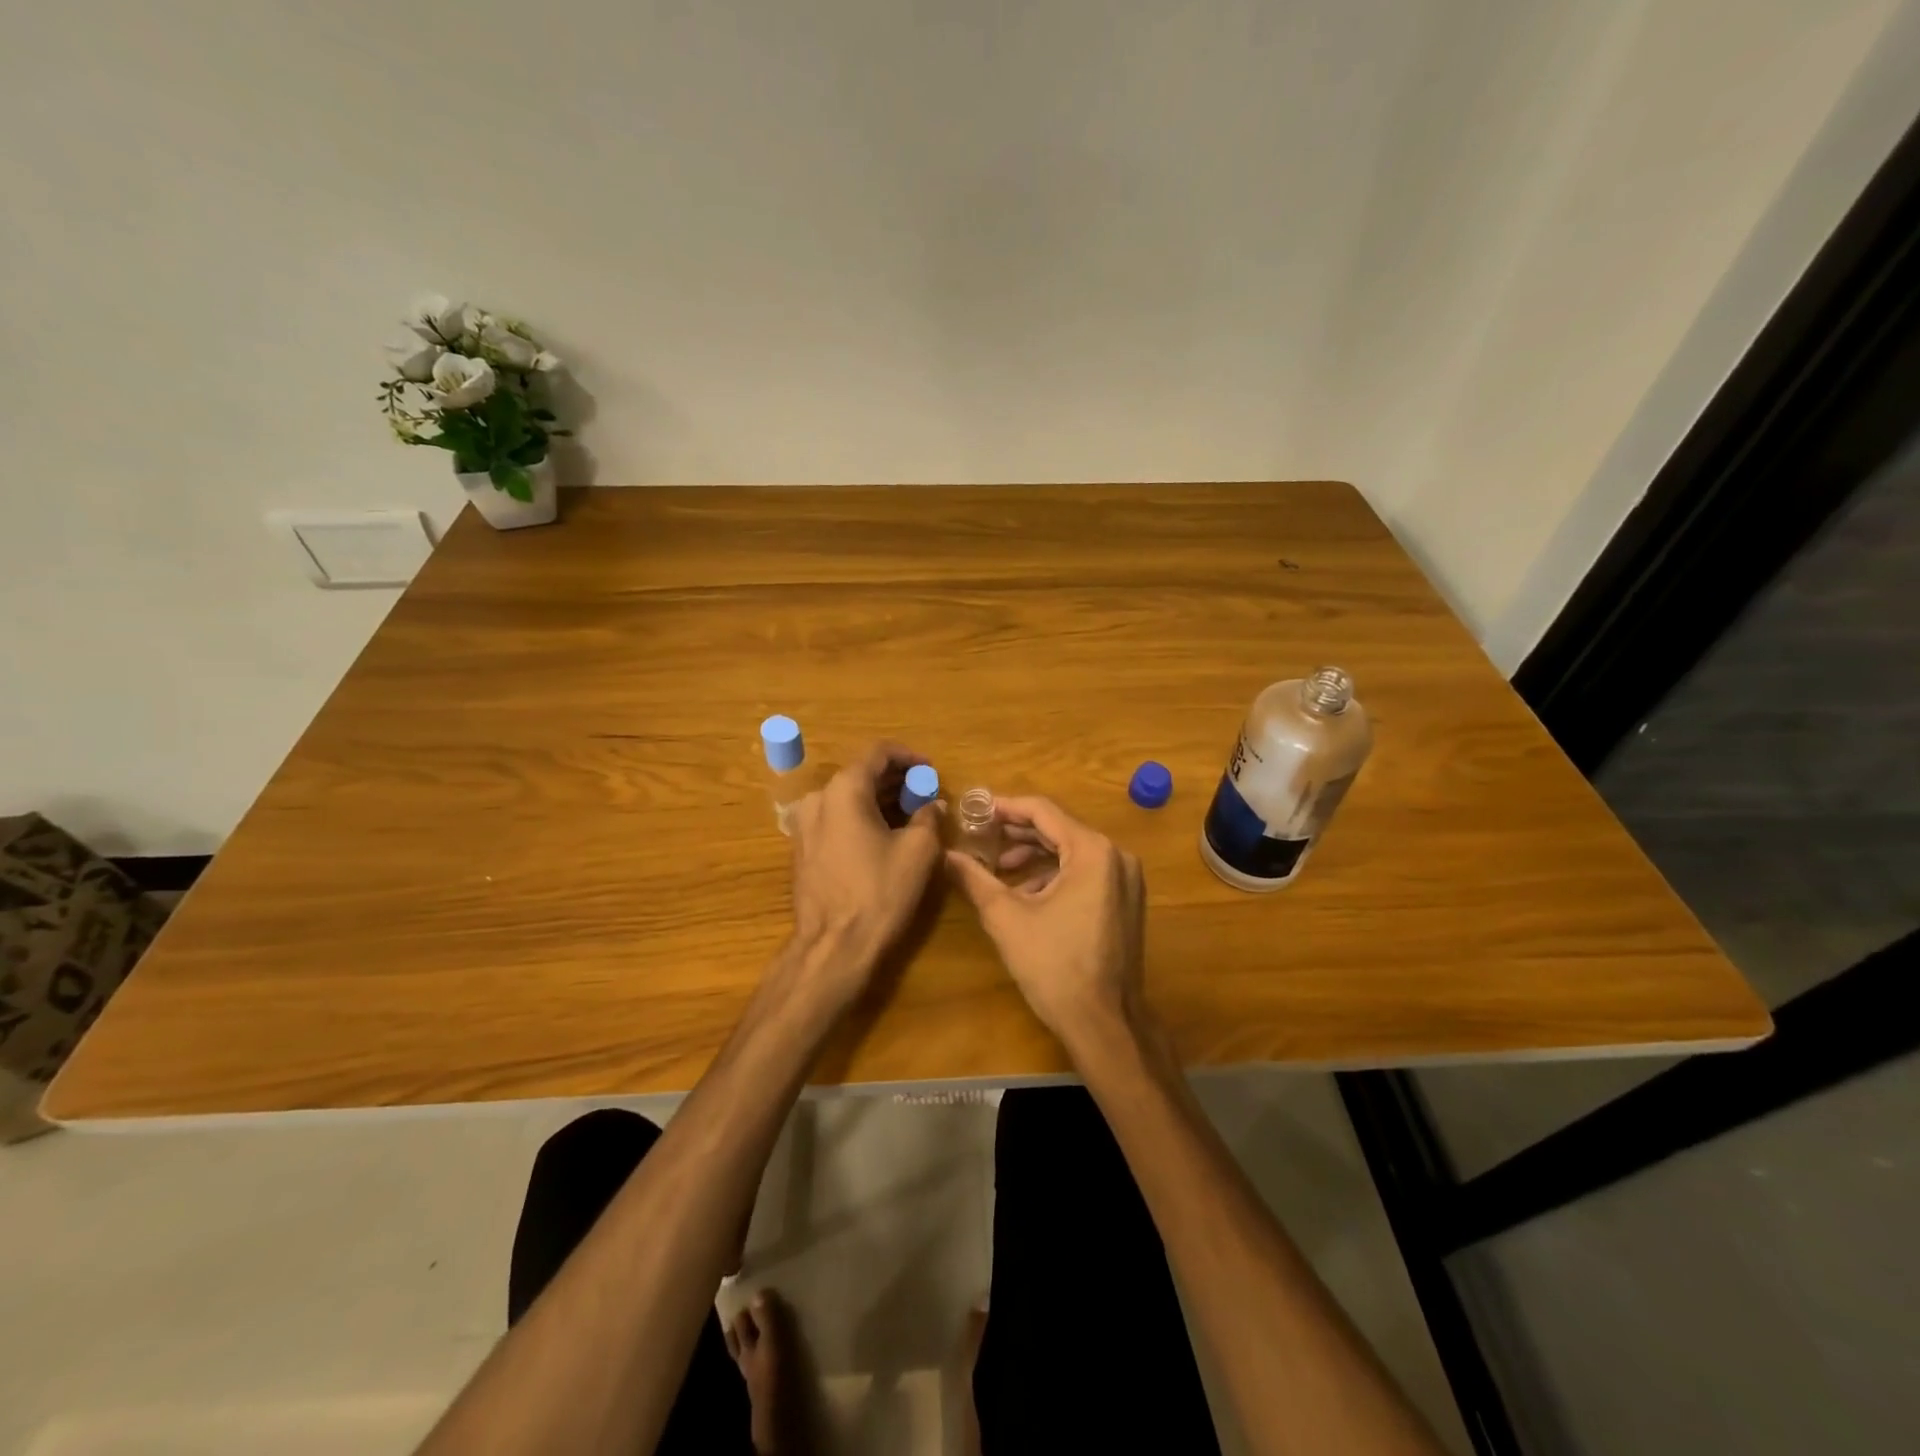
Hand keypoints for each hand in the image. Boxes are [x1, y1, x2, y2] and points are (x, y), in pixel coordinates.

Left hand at [785, 743, 944, 1003]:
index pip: (878, 753)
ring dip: (880, 799)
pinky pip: (836, 819)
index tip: (932, 771)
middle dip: (896, 780)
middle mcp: (818, 798)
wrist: (834, 945)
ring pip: (847, 797)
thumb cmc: (879, 891)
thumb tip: (932, 804)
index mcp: (844, 789)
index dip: (909, 757)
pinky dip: (862, 817)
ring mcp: (805, 825)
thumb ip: (928, 816)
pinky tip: (885, 834)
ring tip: (911, 813)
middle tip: (926, 793)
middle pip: (861, 773)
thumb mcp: (918, 851)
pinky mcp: (803, 849)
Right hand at [945, 796, 1146, 1050]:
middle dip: (1017, 833)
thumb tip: (945, 855)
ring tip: (997, 868)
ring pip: (1072, 851)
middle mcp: (1116, 856)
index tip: (975, 809)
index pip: (1043, 811)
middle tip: (981, 837)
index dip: (1005, 807)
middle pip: (1059, 829)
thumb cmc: (1054, 966)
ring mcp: (1125, 879)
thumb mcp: (1006, 918)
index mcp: (1092, 851)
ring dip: (1034, 855)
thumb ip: (974, 879)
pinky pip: (1085, 872)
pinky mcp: (1125, 900)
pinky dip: (1055, 875)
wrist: (1104, 1023)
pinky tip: (1026, 893)